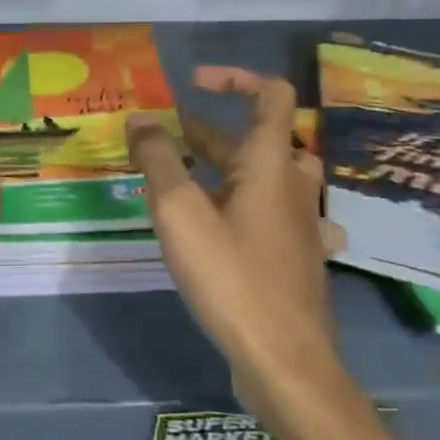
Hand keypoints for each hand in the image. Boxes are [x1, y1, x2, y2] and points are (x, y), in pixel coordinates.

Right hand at [128, 67, 345, 397]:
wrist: (284, 361)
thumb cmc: (231, 277)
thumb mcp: (179, 213)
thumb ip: (157, 159)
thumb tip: (141, 118)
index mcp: (270, 164)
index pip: (271, 94)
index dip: (234, 78)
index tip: (192, 84)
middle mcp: (292, 185)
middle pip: (258, 138)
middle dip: (209, 131)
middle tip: (167, 139)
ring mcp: (298, 223)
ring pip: (262, 176)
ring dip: (222, 166)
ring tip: (180, 177)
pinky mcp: (295, 256)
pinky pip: (267, 212)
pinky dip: (237, 203)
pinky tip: (214, 226)